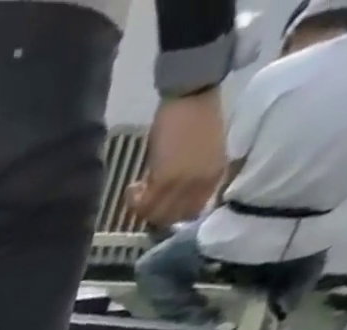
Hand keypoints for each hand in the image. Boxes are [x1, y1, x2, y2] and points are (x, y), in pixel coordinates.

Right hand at [134, 90, 226, 227]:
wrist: (193, 93)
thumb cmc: (197, 117)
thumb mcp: (202, 154)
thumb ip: (190, 177)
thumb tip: (169, 198)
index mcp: (214, 176)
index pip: (190, 213)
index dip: (171, 215)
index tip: (159, 207)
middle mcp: (201, 184)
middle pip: (171, 218)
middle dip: (154, 215)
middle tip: (144, 203)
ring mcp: (184, 183)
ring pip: (156, 215)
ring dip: (142, 209)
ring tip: (137, 193)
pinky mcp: (166, 179)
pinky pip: (144, 204)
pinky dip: (134, 200)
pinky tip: (132, 188)